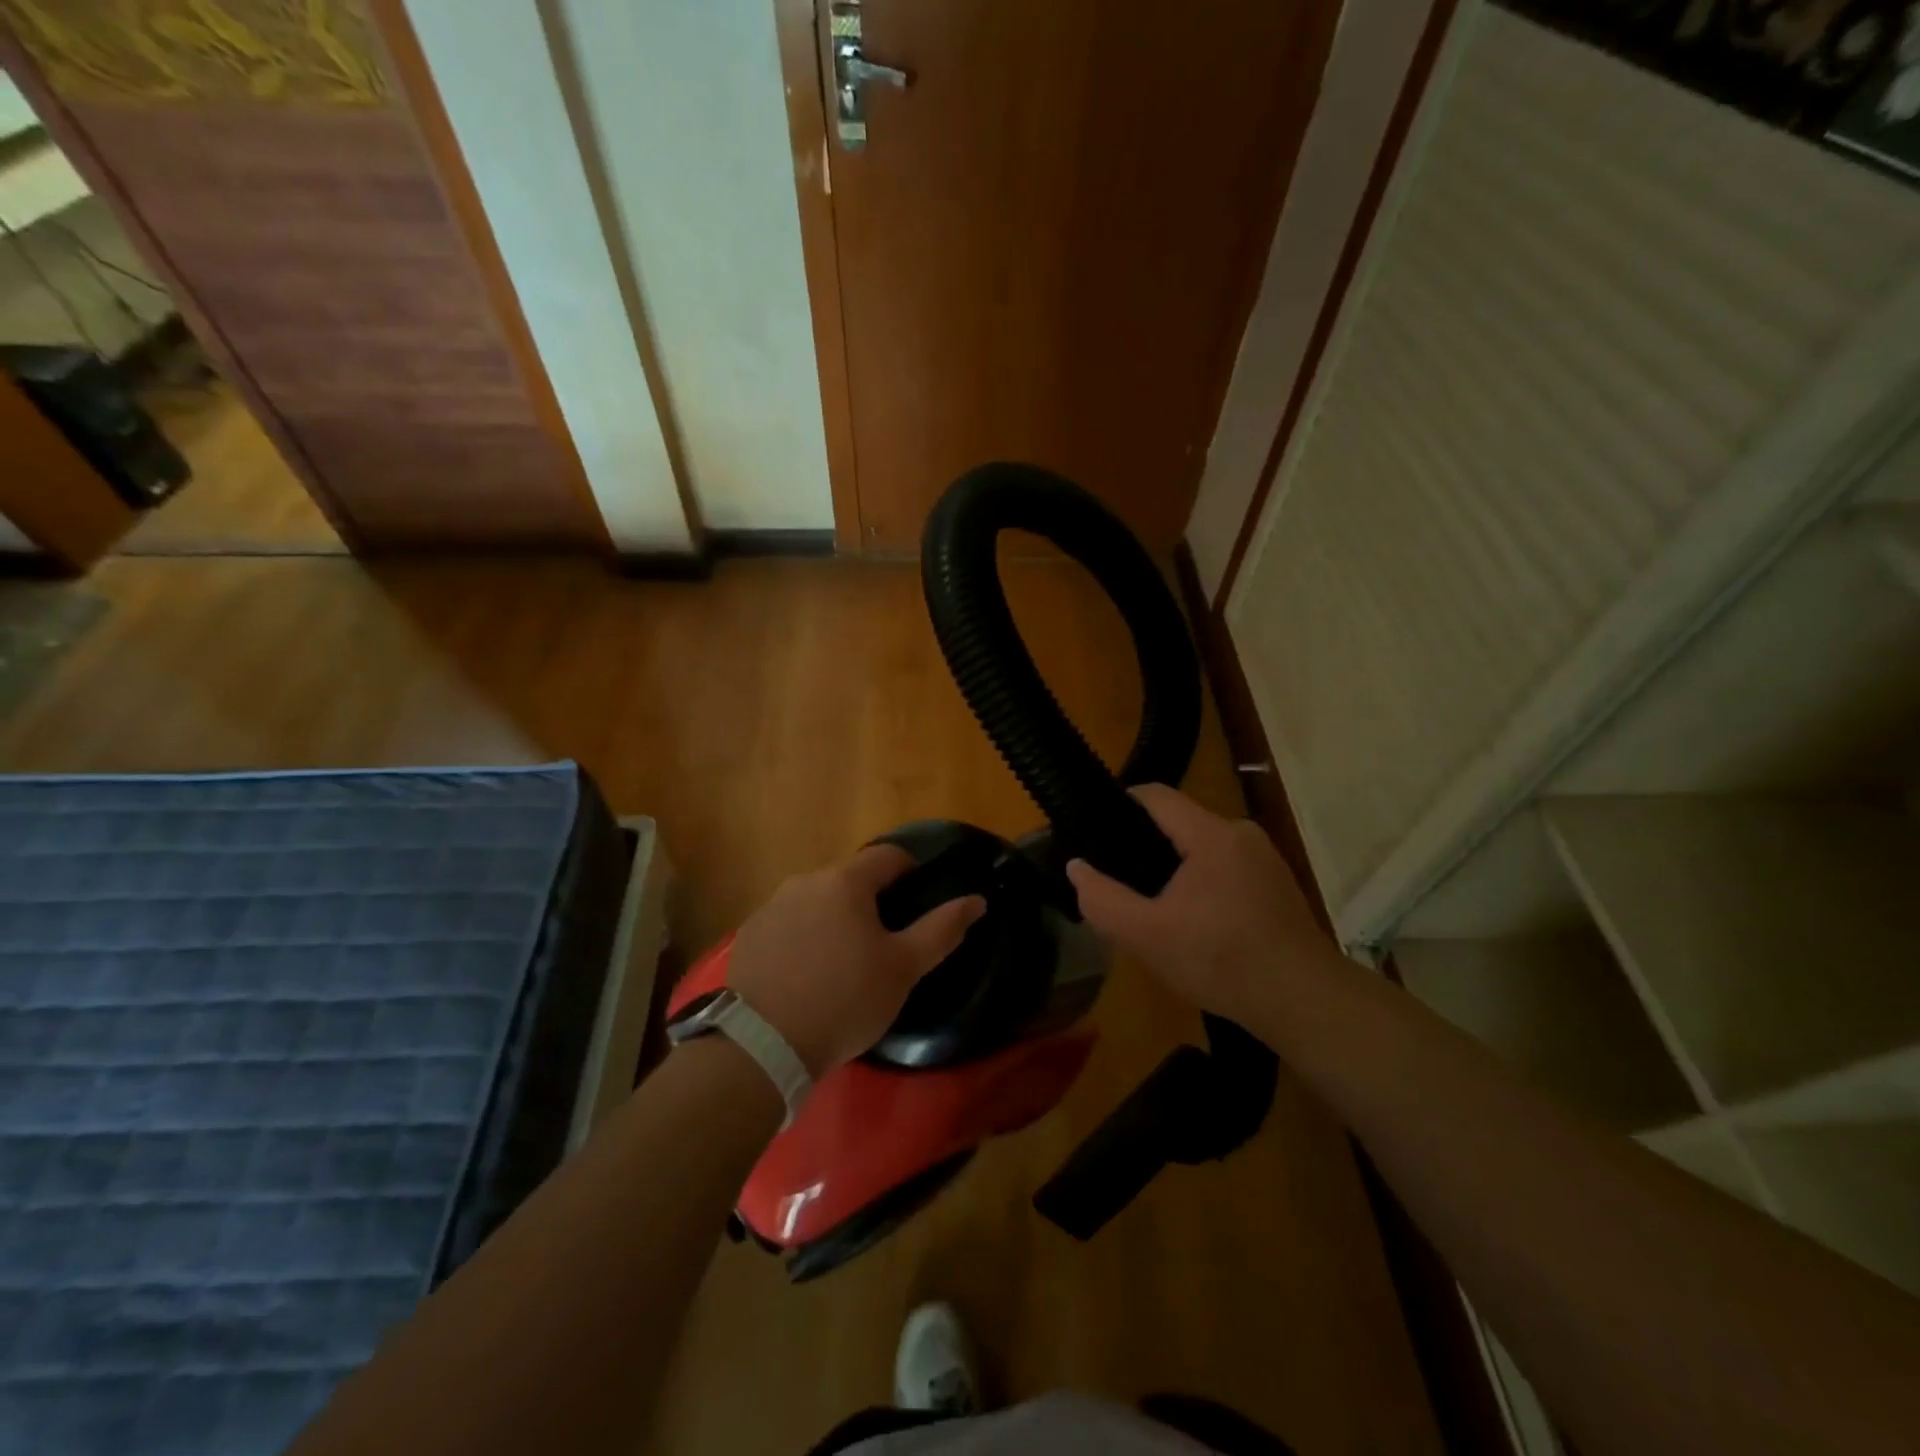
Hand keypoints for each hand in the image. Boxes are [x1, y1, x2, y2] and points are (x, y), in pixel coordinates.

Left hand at [725, 845, 985, 1073]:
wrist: (763, 1045)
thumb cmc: (845, 1000)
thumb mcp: (903, 969)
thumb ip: (942, 929)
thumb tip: (977, 900)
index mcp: (846, 882)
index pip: (887, 855)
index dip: (910, 870)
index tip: (917, 900)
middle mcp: (805, 881)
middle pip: (849, 879)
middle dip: (869, 902)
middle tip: (881, 944)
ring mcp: (771, 907)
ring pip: (816, 901)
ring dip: (834, 919)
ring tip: (842, 964)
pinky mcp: (749, 935)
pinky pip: (787, 925)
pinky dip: (802, 939)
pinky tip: (805, 976)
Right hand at [1064, 785, 1334, 1025]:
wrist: (1305, 1002)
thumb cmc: (1222, 962)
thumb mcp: (1147, 936)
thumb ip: (1102, 899)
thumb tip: (1076, 866)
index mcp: (1212, 834)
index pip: (1156, 795)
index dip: (1120, 804)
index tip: (1094, 831)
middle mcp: (1241, 833)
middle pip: (1179, 822)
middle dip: (1145, 846)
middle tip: (1119, 881)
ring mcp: (1265, 858)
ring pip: (1202, 847)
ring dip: (1174, 869)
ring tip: (1152, 905)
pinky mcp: (1277, 883)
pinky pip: (1226, 868)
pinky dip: (1202, 883)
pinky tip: (1194, 922)